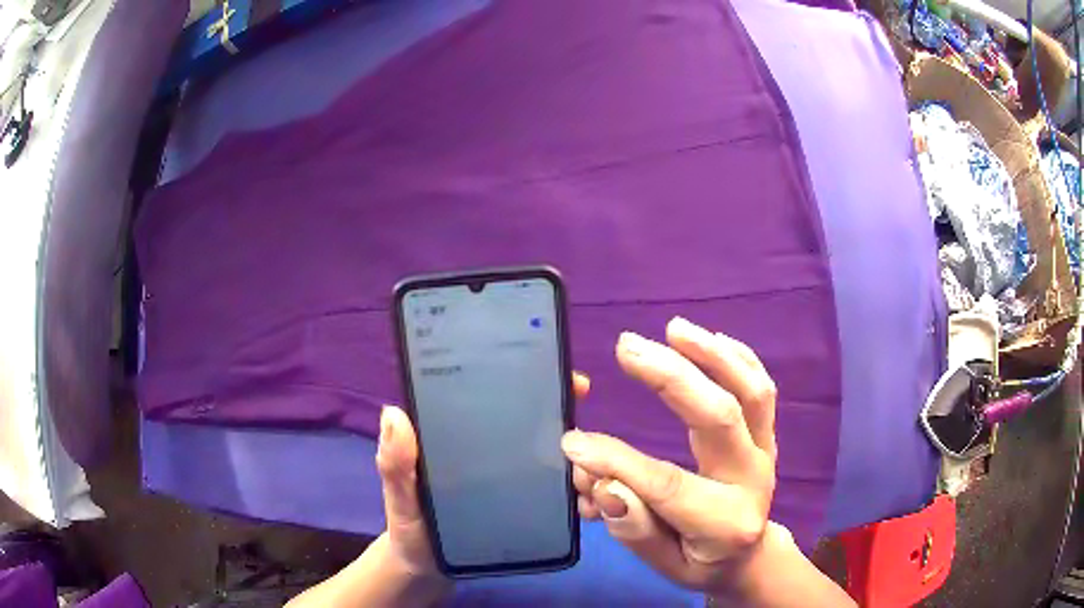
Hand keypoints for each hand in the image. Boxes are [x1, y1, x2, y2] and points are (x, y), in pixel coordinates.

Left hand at [375, 373, 592, 582]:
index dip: (514, 376)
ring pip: (540, 447)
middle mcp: (482, 449)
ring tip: (589, 444)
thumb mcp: (399, 498)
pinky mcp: (517, 501)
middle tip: (580, 398)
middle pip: (522, 417)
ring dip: (566, 441)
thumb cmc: (410, 530)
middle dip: (553, 402)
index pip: (485, 395)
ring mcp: (503, 475)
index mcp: (452, 437)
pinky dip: (565, 476)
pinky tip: (582, 478)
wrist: (428, 572)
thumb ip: (395, 464)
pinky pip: (546, 483)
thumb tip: (394, 413)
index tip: (550, 368)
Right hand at [562, 317, 778, 596]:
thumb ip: (636, 531)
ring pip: (750, 393)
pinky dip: (737, 358)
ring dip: (712, 354)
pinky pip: (760, 389)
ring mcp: (765, 450)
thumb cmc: (701, 563)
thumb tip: (605, 484)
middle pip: (719, 418)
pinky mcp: (766, 434)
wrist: (749, 558)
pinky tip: (710, 338)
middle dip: (671, 378)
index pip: (666, 483)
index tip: (573, 441)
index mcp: (724, 522)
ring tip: (673, 329)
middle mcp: (752, 478)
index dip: (617, 460)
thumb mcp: (665, 566)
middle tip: (627, 347)